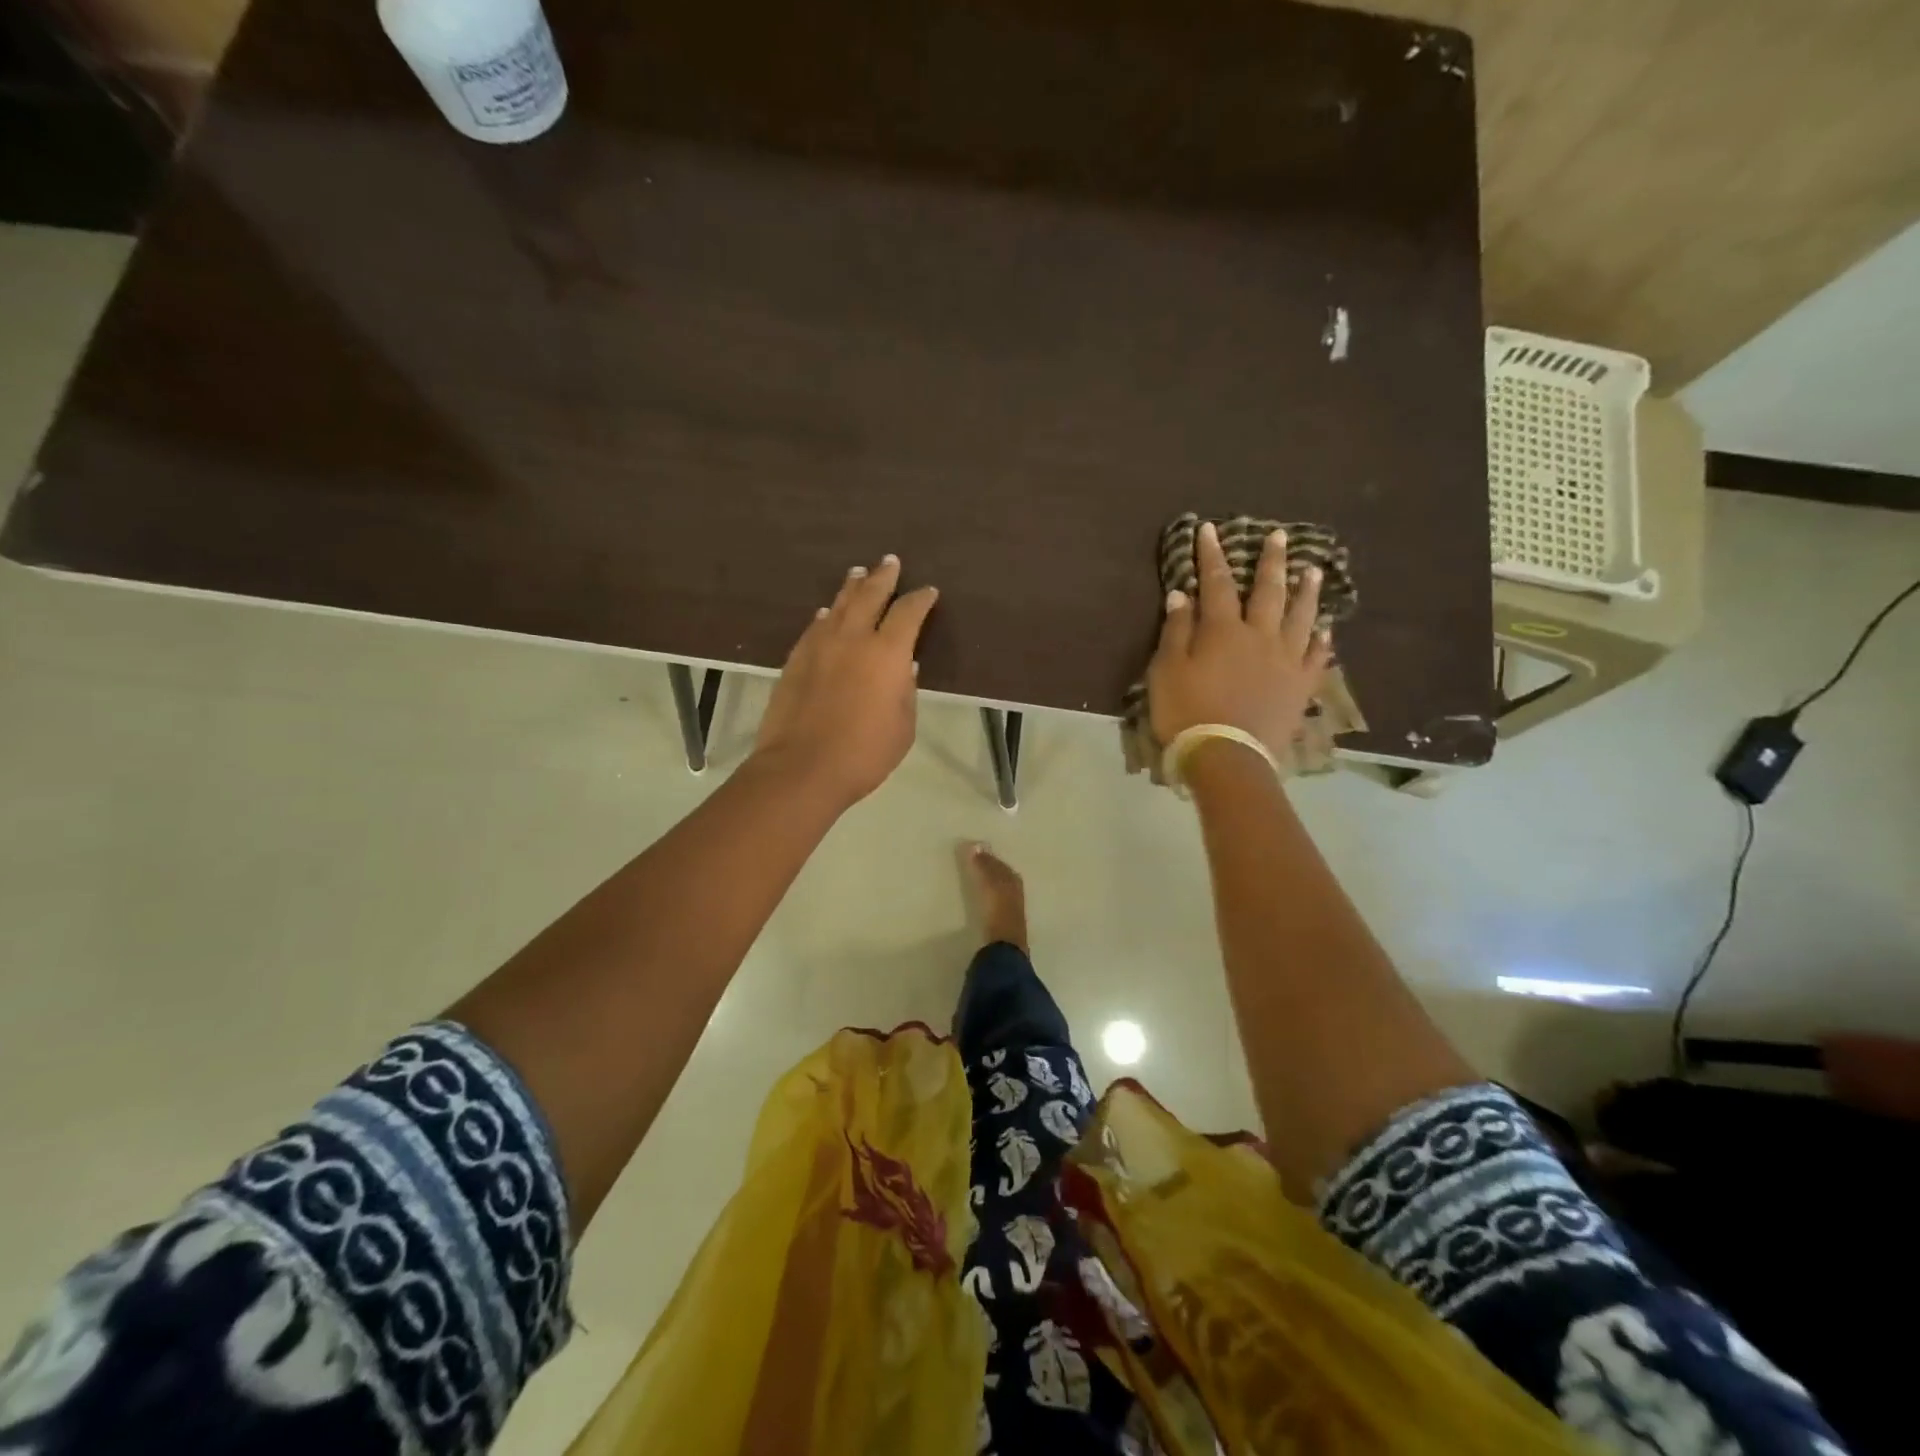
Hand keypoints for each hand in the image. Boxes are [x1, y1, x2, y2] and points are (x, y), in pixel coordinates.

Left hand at [752, 554, 938, 809]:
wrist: (802, 767)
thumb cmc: (864, 753)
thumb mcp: (902, 727)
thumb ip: (904, 692)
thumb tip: (902, 667)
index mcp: (887, 653)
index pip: (908, 613)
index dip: (920, 600)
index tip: (928, 592)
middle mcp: (853, 638)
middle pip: (870, 596)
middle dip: (883, 577)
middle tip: (890, 562)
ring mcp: (820, 645)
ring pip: (838, 606)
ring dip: (852, 588)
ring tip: (858, 574)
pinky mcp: (795, 659)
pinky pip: (815, 627)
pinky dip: (826, 616)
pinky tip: (826, 614)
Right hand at [1147, 520, 1331, 757]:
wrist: (1227, 756)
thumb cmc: (1187, 712)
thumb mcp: (1167, 670)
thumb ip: (1176, 631)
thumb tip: (1182, 594)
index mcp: (1223, 630)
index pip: (1215, 583)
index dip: (1212, 555)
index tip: (1210, 529)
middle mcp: (1259, 636)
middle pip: (1267, 591)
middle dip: (1270, 562)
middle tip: (1279, 536)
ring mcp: (1285, 660)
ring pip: (1300, 617)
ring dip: (1306, 591)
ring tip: (1313, 570)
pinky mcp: (1300, 686)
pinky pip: (1316, 656)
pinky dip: (1323, 639)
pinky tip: (1328, 627)